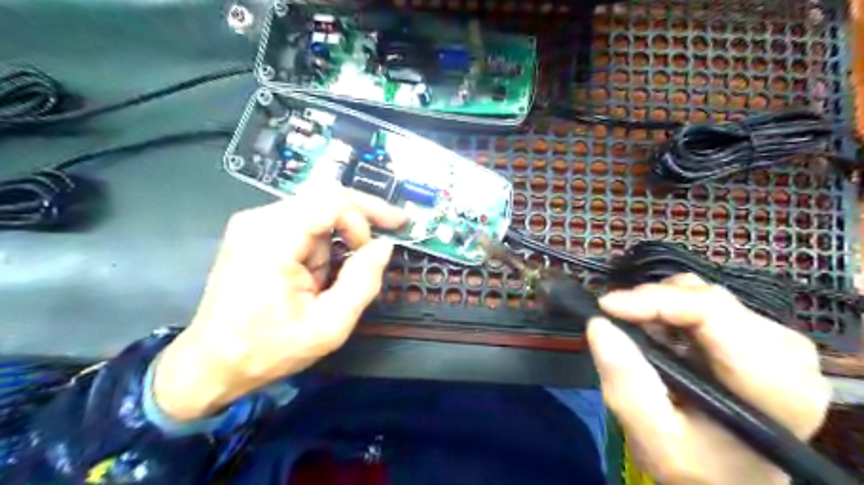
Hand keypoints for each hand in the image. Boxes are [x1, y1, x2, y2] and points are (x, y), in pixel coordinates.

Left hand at [149, 186, 405, 419]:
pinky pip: (303, 225)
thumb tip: (384, 246)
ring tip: (327, 284)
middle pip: (326, 200)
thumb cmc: (268, 350)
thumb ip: (362, 282)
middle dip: (359, 224)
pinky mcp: (255, 233)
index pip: (332, 200)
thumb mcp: (328, 326)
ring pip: (317, 213)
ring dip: (336, 243)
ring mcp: (254, 224)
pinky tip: (317, 276)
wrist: (210, 364)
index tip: (393, 232)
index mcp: (273, 239)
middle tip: (382, 245)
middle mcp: (260, 220)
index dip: (369, 211)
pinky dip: (322, 246)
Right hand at [587, 275, 829, 482]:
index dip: (654, 300)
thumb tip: (598, 325)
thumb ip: (627, 385)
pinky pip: (707, 305)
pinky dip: (672, 311)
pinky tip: (659, 335)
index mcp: (774, 384)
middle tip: (616, 321)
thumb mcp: (654, 439)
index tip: (606, 306)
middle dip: (653, 304)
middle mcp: (788, 354)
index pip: (713, 312)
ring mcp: (778, 342)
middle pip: (709, 299)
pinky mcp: (761, 337)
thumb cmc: (698, 468)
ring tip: (638, 333)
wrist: (731, 480)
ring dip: (661, 307)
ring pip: (705, 295)